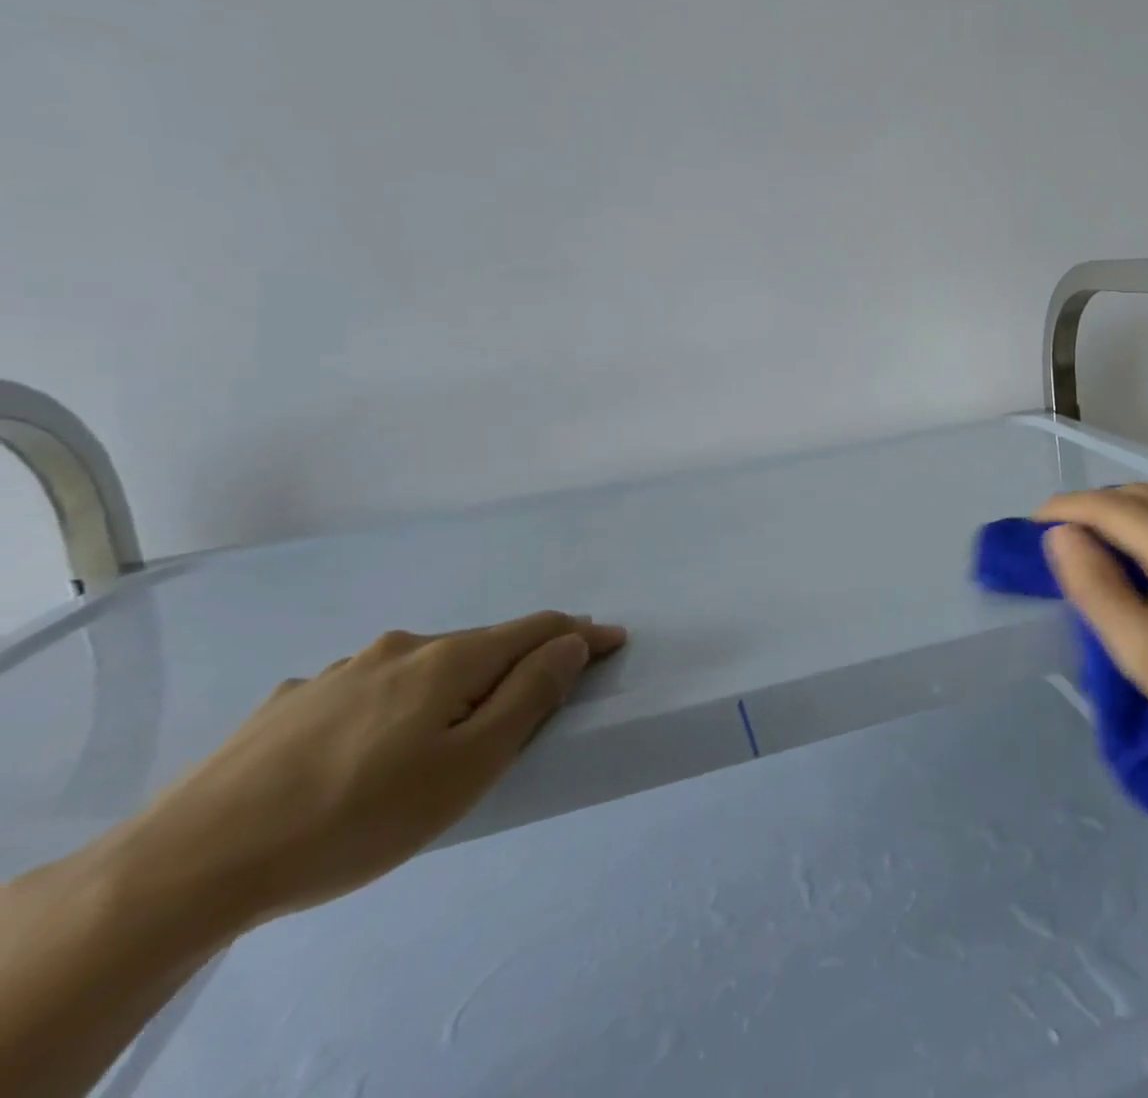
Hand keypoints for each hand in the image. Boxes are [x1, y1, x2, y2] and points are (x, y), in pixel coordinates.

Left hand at [121, 612, 625, 928]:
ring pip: (422, 665)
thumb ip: (529, 696)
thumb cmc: (357, 818)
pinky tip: (367, 744)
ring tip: (450, 728)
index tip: (614, 641)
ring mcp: (340, 672)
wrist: (186, 866)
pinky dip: (396, 701)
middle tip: (537, 698)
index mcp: (450, 660)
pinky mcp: (291, 703)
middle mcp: (402, 649)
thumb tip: (571, 643)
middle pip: (481, 644)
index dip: (581, 633)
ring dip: (455, 682)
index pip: (538, 628)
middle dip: (519, 660)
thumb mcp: (468, 766)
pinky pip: (369, 688)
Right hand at [1036, 485, 1147, 766]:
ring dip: (1131, 505)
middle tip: (1066, 532)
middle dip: (1096, 506)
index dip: (1068, 508)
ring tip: (1106, 532)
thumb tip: (1060, 535)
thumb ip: (1096, 589)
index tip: (1036, 520)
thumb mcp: (1143, 655)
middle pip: (1140, 493)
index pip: (1111, 508)